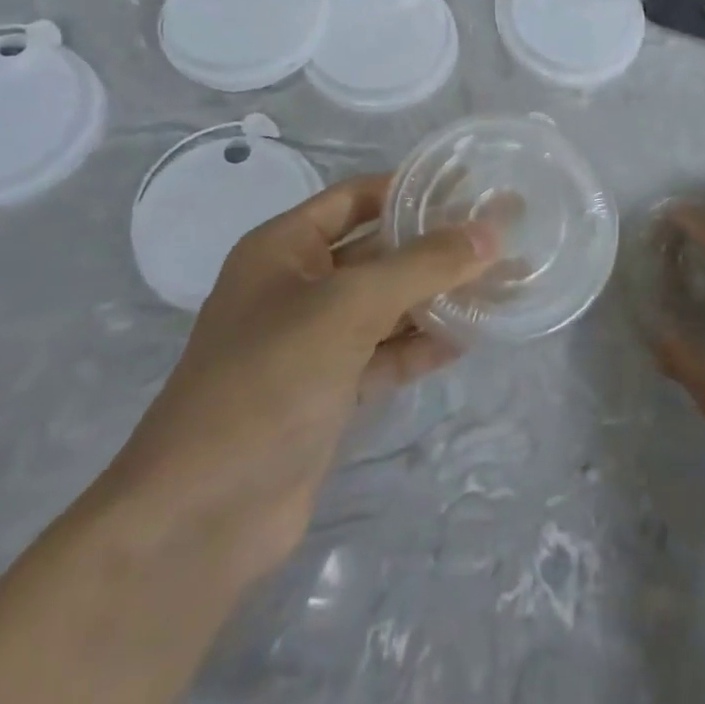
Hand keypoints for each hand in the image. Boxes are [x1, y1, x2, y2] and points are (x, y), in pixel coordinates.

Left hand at [101, 175, 495, 581]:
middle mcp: (298, 287)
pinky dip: (423, 345)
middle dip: (436, 245)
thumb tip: (491, 233)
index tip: (472, 186)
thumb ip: (422, 265)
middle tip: (502, 235)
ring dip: (438, 296)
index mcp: (284, 249)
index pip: (357, 198)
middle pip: (379, 251)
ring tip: (502, 283)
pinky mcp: (330, 391)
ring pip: (388, 305)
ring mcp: (314, 343)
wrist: (202, 517)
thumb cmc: (268, 382)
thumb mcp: (348, 307)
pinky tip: (470, 337)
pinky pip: (387, 353)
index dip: (410, 188)